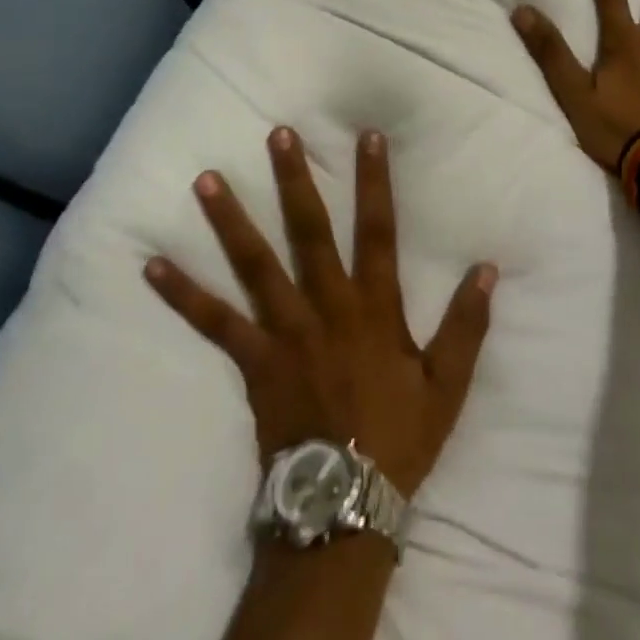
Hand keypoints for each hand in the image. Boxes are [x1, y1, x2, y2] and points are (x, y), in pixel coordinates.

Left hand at [145, 127, 496, 496]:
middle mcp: (325, 307)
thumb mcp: (448, 385)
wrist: (343, 505)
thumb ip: (467, 325)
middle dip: (294, 180)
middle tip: (277, 135)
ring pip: (255, 265)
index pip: (378, 231)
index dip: (375, 182)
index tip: (367, 136)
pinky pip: (214, 322)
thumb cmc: (399, 438)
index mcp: (373, 308)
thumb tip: (487, 269)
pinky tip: (152, 266)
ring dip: (230, 220)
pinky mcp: (253, 359)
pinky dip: (183, 294)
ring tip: (205, 179)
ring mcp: (284, 331)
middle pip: (308, 232)